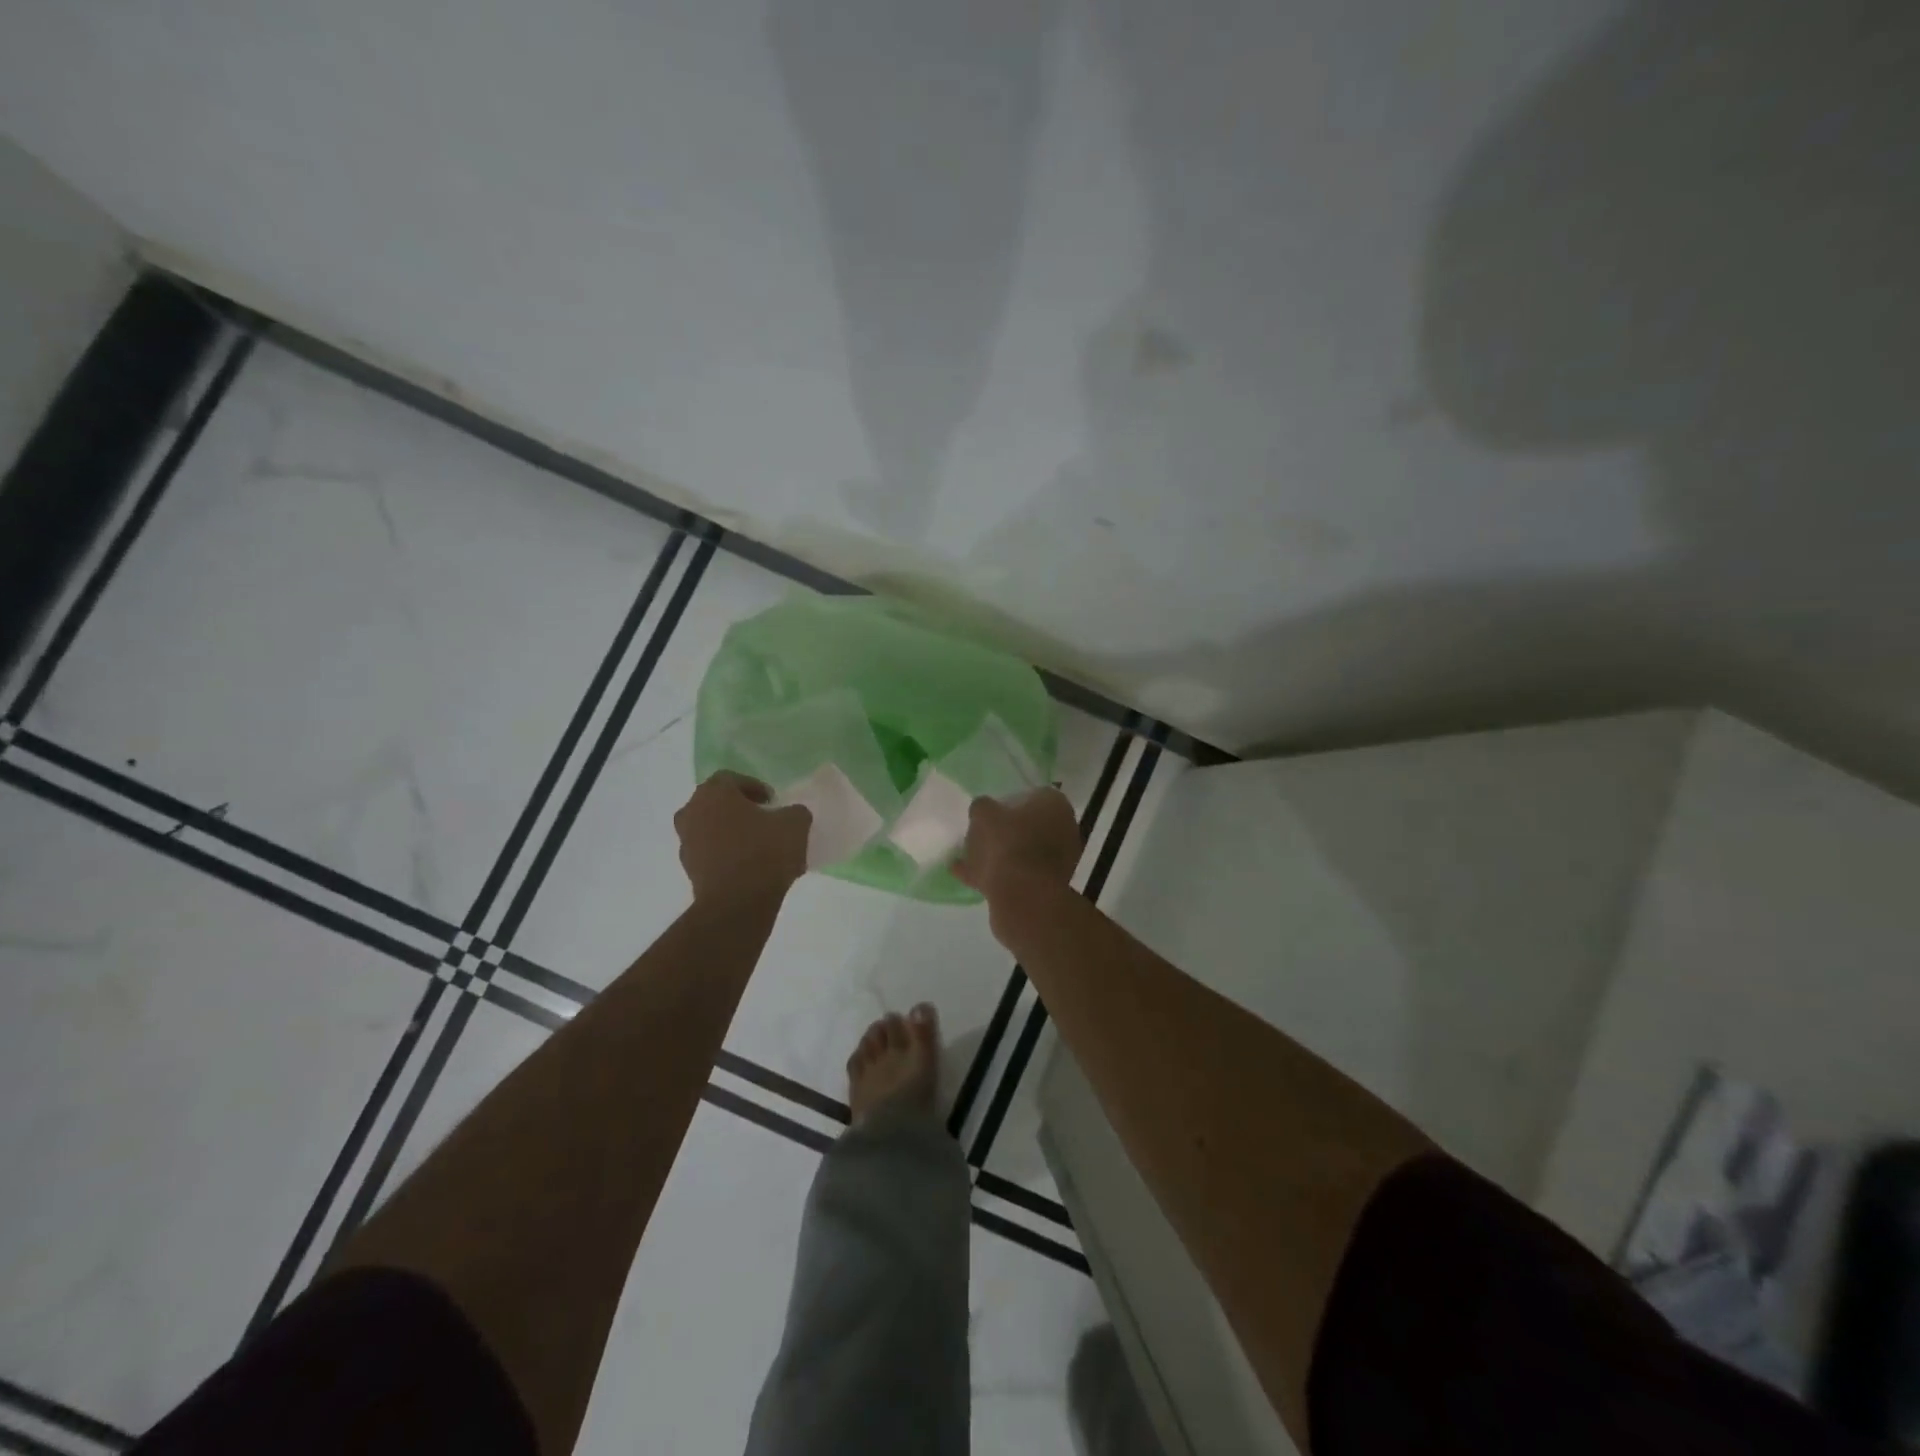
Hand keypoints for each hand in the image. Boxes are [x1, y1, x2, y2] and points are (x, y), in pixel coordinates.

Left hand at [675, 771, 810, 905]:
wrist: (737, 903)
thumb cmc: (764, 852)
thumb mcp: (795, 824)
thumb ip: (794, 812)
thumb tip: (791, 814)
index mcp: (713, 793)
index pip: (731, 779)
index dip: (754, 787)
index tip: (773, 801)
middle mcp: (692, 812)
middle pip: (716, 803)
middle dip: (739, 809)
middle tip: (764, 820)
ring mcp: (686, 843)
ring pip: (710, 829)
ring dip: (731, 833)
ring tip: (759, 847)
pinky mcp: (689, 871)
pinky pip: (710, 854)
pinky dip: (726, 855)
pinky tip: (750, 868)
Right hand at [952, 788, 1080, 908]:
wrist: (1023, 896)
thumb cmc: (1007, 843)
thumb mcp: (984, 815)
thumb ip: (982, 807)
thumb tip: (983, 808)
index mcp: (1055, 805)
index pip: (1032, 795)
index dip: (1009, 801)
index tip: (990, 811)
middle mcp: (1064, 829)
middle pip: (1030, 826)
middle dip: (1006, 830)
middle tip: (979, 834)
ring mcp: (1058, 860)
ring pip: (1022, 852)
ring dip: (999, 855)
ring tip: (967, 857)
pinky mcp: (1047, 886)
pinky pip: (1017, 874)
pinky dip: (995, 875)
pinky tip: (968, 876)